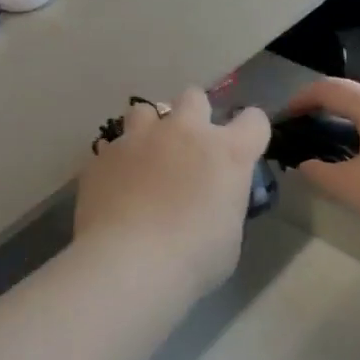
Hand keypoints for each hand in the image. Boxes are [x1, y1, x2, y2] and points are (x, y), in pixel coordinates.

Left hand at [75, 88, 270, 292]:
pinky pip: (113, 147)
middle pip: (194, 97)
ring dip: (149, 129)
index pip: (254, 120)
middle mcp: (185, 131)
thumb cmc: (194, 258)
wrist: (131, 262)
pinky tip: (115, 187)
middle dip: (193, 115)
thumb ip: (224, 202)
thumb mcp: (229, 234)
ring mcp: (141, 137)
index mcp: (227, 152)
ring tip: (145, 159)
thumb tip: (212, 199)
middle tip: (188, 148)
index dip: (250, 132)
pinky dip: (117, 162)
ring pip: (145, 110)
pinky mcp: (105, 153)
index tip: (243, 148)